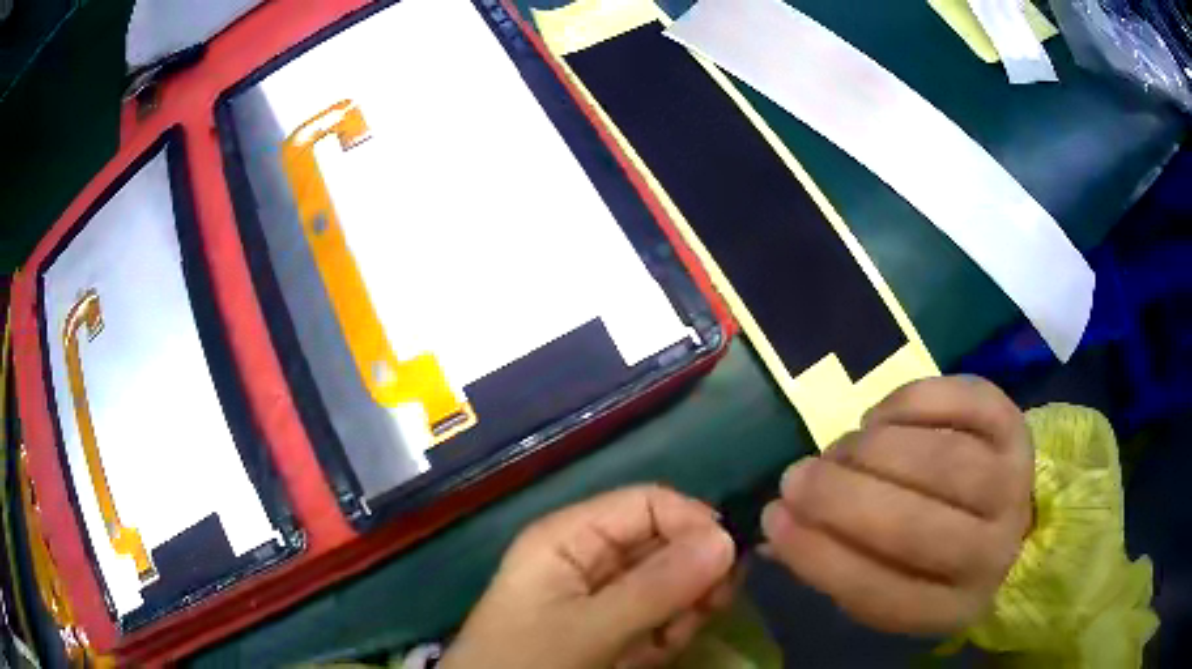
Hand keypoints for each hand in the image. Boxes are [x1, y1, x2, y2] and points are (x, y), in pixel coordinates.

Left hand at [439, 486, 736, 668]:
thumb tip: (727, 539)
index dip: (692, 523)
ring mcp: (603, 598)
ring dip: (679, 615)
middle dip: (691, 579)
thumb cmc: (527, 663)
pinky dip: (665, 639)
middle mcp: (589, 559)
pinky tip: (646, 659)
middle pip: (665, 545)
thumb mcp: (588, 629)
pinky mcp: (613, 630)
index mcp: (570, 537)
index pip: (647, 504)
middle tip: (706, 610)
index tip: (727, 562)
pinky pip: (660, 620)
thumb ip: (657, 587)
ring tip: (660, 646)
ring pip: (670, 586)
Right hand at [761, 376, 1032, 635]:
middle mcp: (992, 551)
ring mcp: (1012, 482)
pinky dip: (908, 403)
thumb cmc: (934, 560)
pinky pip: (961, 402)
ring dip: (871, 450)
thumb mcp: (889, 582)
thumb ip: (836, 562)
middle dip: (841, 498)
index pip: (882, 595)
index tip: (773, 520)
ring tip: (840, 450)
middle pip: (916, 527)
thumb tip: (773, 533)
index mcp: (953, 607)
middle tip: (796, 477)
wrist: (1007, 513)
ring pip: (940, 461)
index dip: (820, 558)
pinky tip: (878, 419)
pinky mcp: (1014, 424)